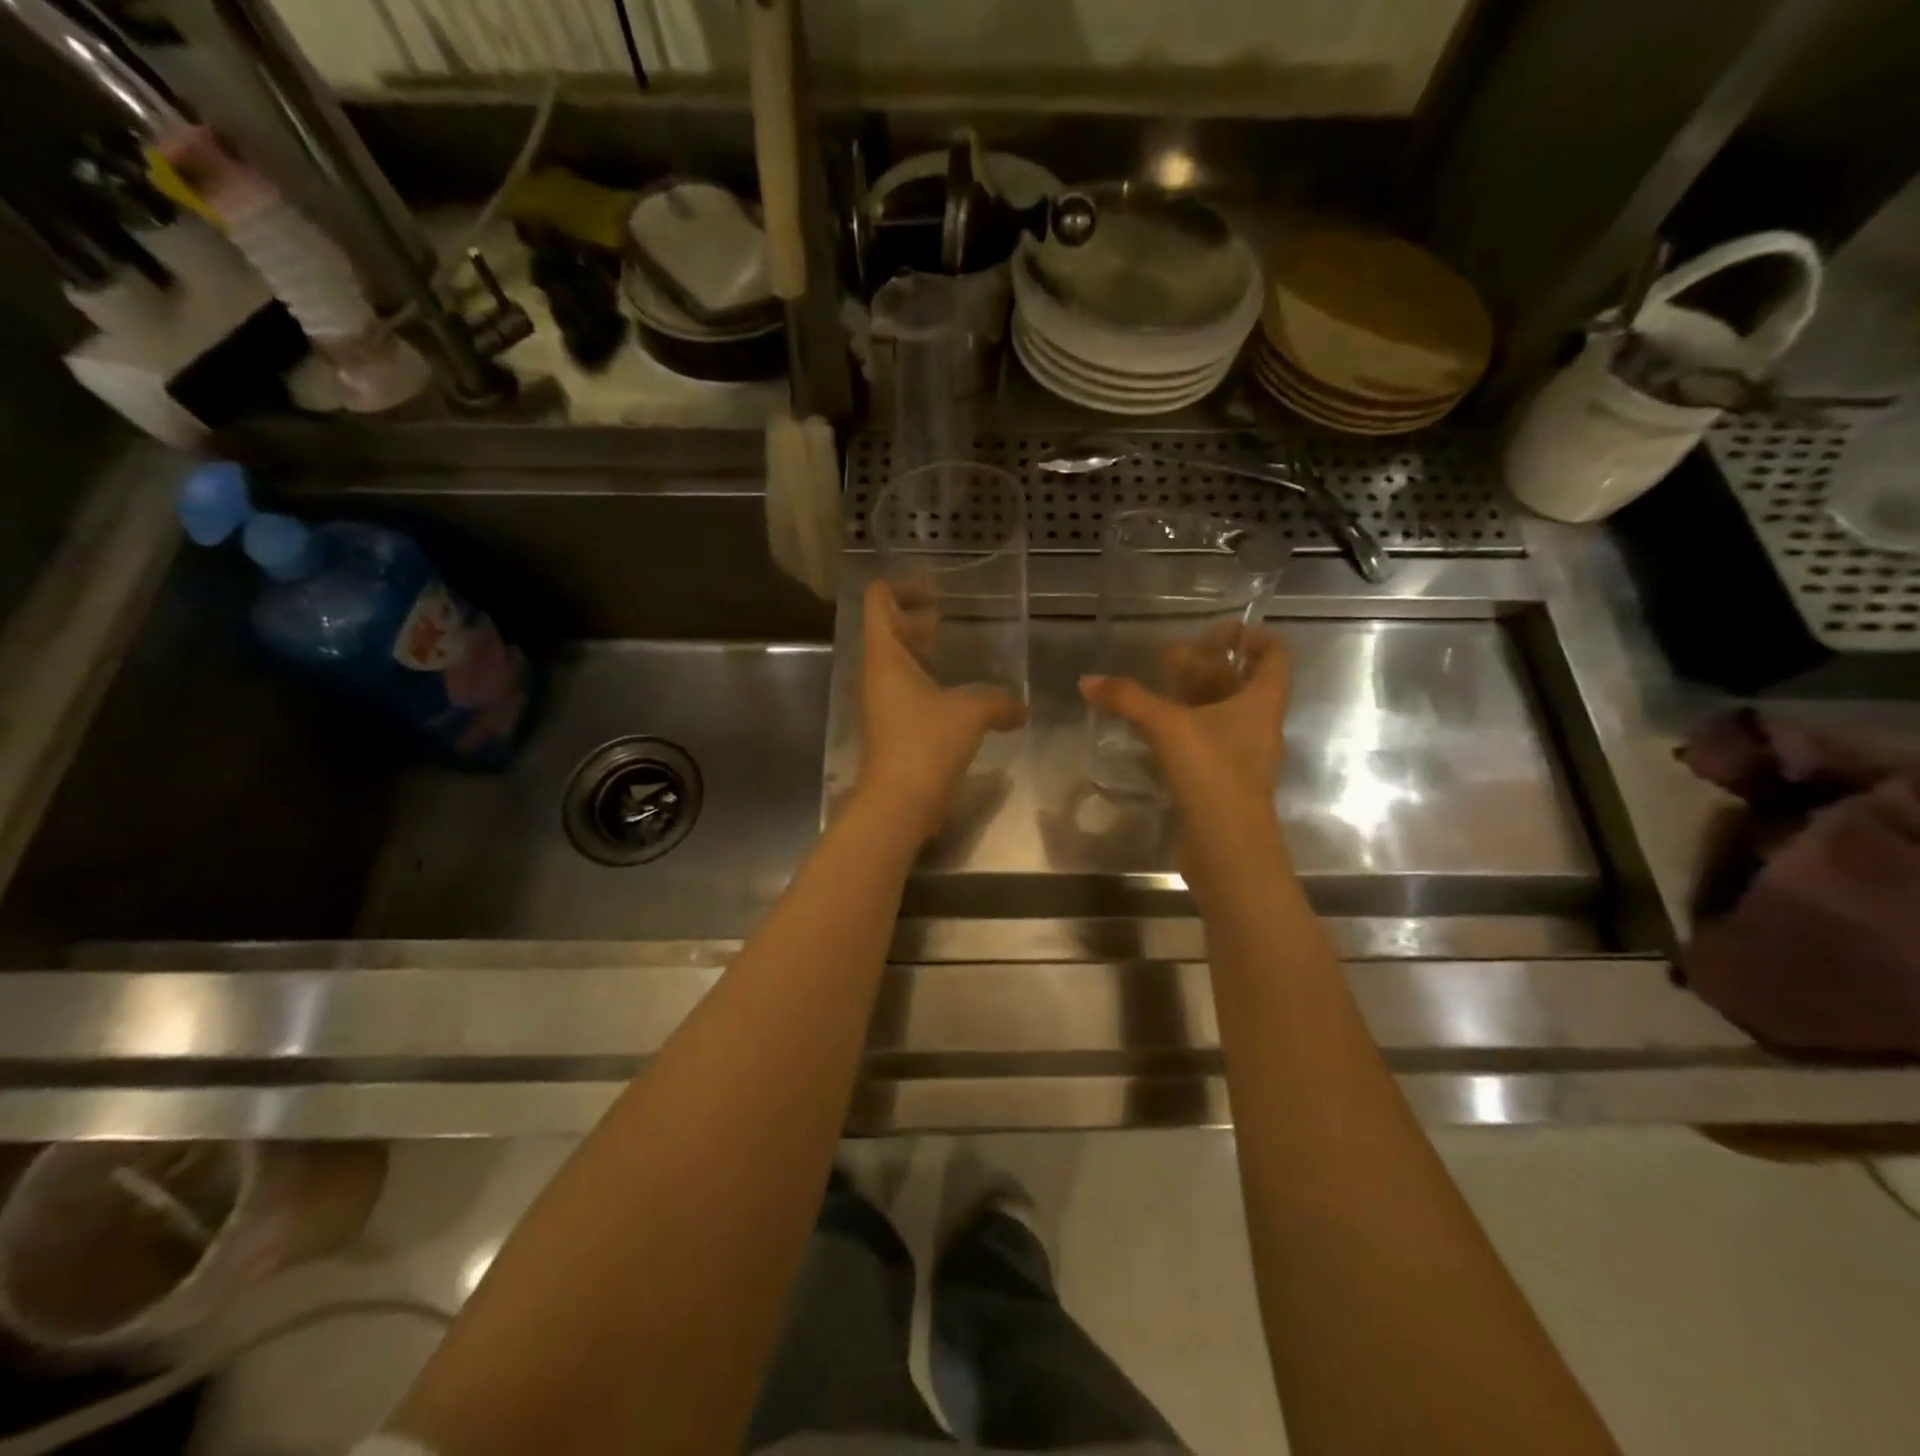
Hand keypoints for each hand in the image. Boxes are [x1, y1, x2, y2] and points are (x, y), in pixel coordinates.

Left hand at [859, 580, 1026, 840]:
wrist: (899, 802)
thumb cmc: (926, 744)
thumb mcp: (970, 713)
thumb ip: (998, 701)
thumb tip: (1021, 707)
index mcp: (885, 657)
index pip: (878, 601)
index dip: (903, 586)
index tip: (936, 589)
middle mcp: (878, 675)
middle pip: (887, 629)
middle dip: (915, 618)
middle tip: (948, 617)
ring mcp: (883, 703)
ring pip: (898, 663)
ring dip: (922, 651)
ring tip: (956, 648)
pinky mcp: (893, 728)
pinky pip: (908, 691)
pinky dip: (929, 681)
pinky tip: (960, 693)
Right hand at [1079, 626, 1290, 829]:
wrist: (1227, 847)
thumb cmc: (1212, 774)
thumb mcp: (1167, 727)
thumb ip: (1128, 699)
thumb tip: (1087, 681)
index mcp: (1262, 703)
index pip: (1274, 656)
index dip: (1252, 637)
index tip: (1217, 631)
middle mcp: (1257, 725)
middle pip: (1241, 683)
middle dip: (1207, 666)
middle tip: (1168, 657)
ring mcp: (1241, 755)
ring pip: (1221, 714)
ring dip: (1193, 697)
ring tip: (1155, 687)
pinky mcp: (1222, 780)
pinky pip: (1206, 741)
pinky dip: (1183, 728)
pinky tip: (1152, 730)